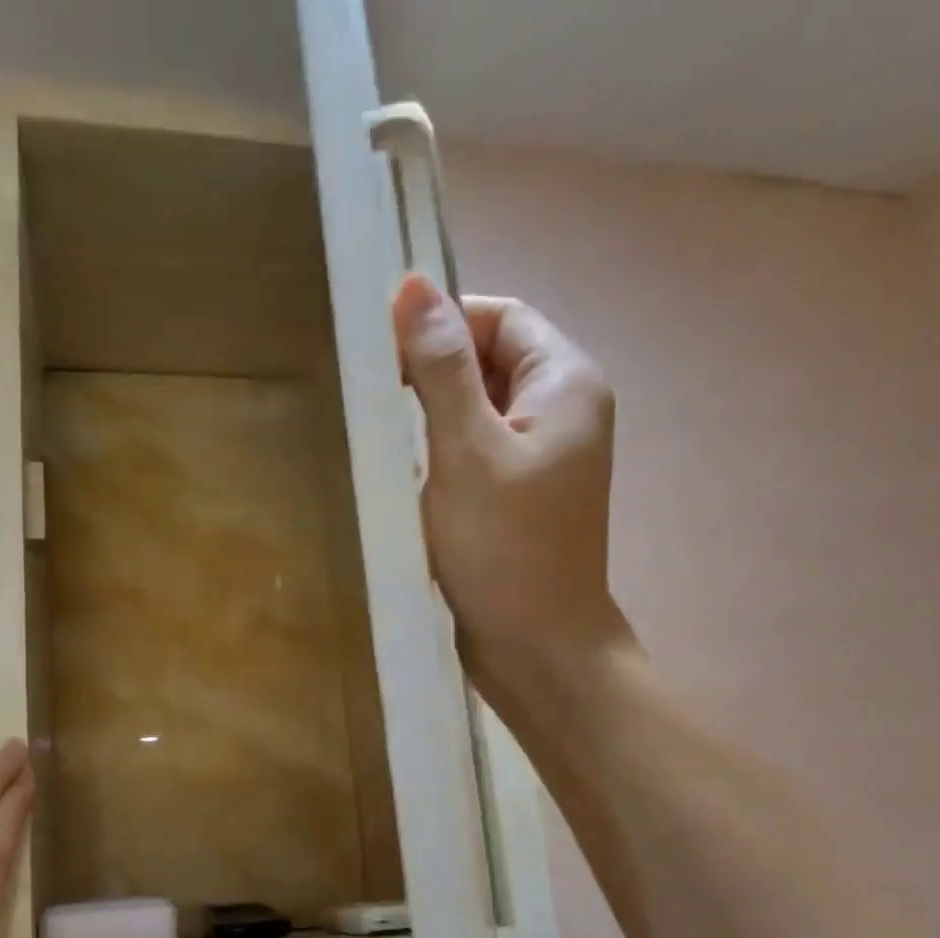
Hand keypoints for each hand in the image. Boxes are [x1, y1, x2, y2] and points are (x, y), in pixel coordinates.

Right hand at [392, 275, 627, 694]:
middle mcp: (561, 412)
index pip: (499, 317)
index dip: (442, 324)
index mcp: (564, 384)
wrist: (538, 649)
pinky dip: (440, 461)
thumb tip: (411, 286)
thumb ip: (441, 369)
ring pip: (477, 414)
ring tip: (384, 442)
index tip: (380, 359)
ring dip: (430, 422)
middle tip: (374, 406)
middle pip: (489, 363)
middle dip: (431, 376)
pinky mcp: (518, 502)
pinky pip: (475, 458)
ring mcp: (542, 461)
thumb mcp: (467, 451)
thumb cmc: (505, 550)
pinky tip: (406, 482)